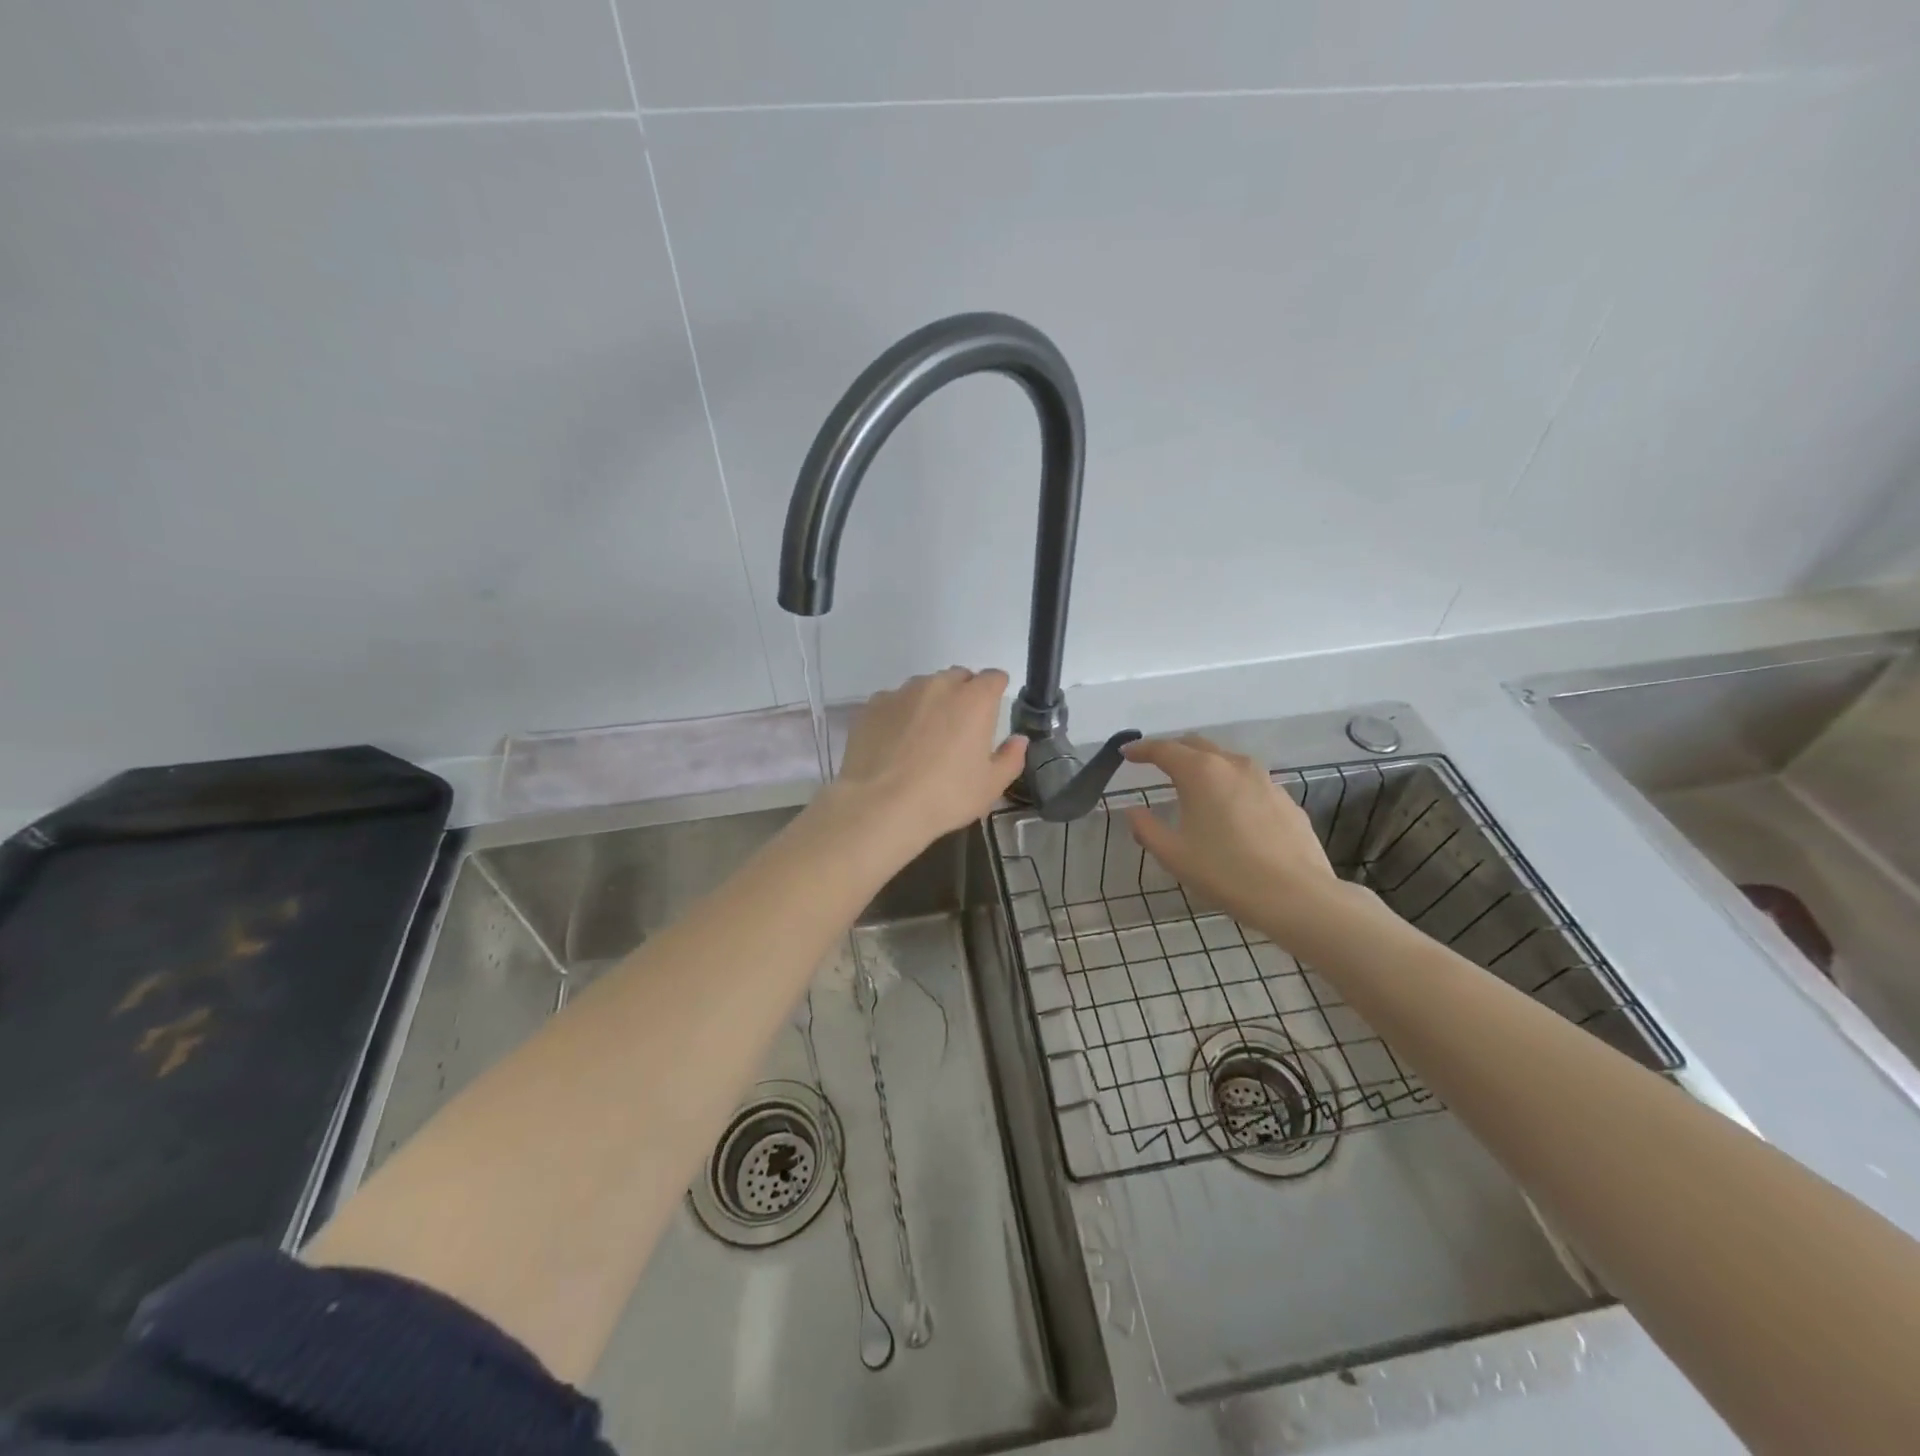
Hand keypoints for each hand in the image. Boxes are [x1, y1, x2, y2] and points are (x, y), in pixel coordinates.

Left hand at [825, 668, 1028, 848]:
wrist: (880, 806)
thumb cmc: (945, 797)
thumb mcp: (990, 786)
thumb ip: (1010, 758)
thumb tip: (1018, 740)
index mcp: (975, 700)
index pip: (994, 678)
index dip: (996, 691)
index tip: (992, 710)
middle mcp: (939, 685)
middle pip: (958, 677)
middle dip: (963, 694)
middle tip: (959, 728)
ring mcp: (902, 692)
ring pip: (924, 686)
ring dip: (931, 702)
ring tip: (924, 736)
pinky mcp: (873, 705)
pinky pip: (894, 701)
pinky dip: (900, 714)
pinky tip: (895, 742)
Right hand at [1122, 735, 1350, 942]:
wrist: (1296, 895)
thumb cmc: (1225, 872)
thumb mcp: (1174, 855)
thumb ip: (1146, 828)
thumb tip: (1133, 812)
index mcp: (1200, 772)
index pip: (1164, 749)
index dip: (1141, 749)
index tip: (1126, 753)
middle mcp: (1233, 765)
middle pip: (1197, 745)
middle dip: (1173, 750)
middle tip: (1156, 763)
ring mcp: (1264, 780)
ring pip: (1226, 760)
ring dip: (1204, 765)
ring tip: (1192, 784)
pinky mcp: (1285, 799)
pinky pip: (1249, 782)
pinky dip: (1230, 785)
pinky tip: (1229, 810)